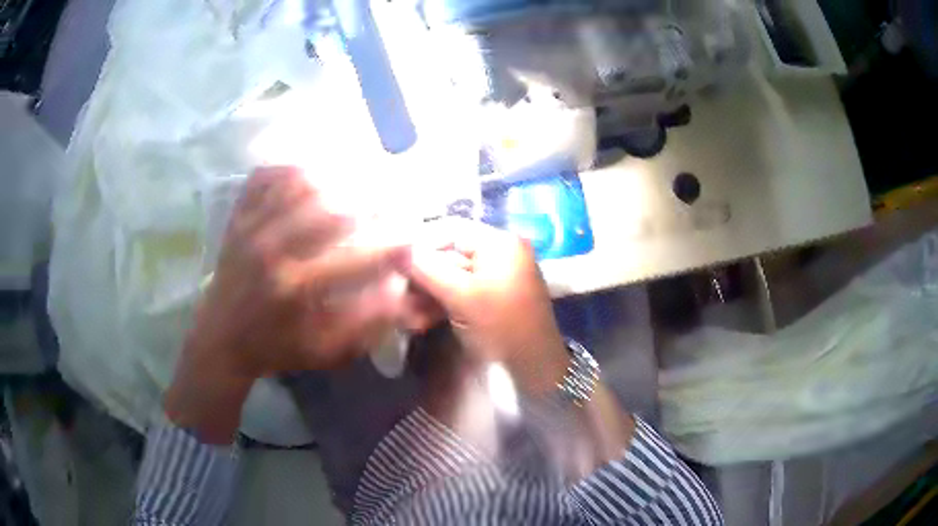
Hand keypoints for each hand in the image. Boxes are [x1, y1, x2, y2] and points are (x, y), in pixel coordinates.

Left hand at [166, 166, 433, 441]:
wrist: (221, 339)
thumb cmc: (276, 348)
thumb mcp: (324, 352)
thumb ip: (363, 324)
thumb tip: (398, 287)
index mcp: (297, 288)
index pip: (357, 256)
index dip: (392, 242)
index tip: (411, 236)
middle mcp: (273, 250)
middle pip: (331, 207)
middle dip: (368, 201)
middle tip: (385, 203)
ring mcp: (251, 227)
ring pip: (300, 182)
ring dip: (335, 178)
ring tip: (355, 183)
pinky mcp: (238, 218)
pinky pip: (266, 177)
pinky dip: (292, 168)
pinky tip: (311, 173)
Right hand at [404, 219, 568, 393]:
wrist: (535, 366)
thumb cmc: (501, 326)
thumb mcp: (461, 296)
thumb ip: (427, 269)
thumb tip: (397, 249)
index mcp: (499, 243)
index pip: (451, 229)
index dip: (420, 243)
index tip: (393, 261)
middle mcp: (500, 253)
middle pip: (450, 253)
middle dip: (422, 275)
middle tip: (399, 294)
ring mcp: (498, 276)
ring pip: (452, 275)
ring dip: (428, 292)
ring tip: (408, 312)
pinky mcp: (493, 297)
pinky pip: (462, 291)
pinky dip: (443, 302)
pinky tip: (423, 319)